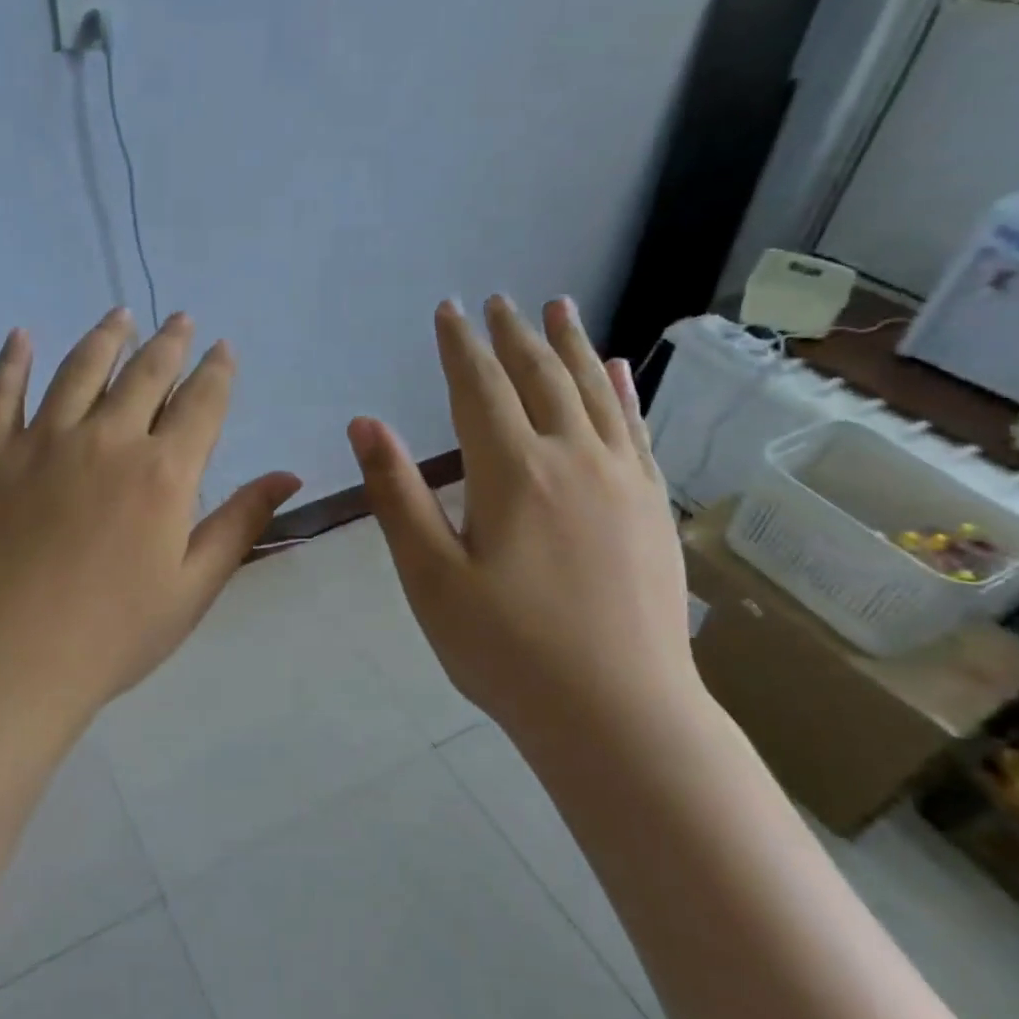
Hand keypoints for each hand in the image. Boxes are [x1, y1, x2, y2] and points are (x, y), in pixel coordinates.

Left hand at [0, 307, 300, 733]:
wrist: (7, 661)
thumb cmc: (113, 634)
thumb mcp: (193, 587)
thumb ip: (240, 522)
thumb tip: (290, 475)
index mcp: (164, 472)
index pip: (201, 403)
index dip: (216, 371)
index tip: (223, 348)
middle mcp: (107, 439)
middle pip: (146, 374)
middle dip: (170, 342)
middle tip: (181, 318)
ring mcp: (42, 441)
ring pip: (80, 369)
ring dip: (105, 337)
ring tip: (121, 314)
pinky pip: (0, 393)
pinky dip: (11, 360)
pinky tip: (21, 335)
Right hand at [348, 296, 695, 740]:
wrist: (620, 717)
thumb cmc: (508, 652)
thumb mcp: (431, 578)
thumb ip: (398, 495)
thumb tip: (365, 423)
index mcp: (513, 472)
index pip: (481, 387)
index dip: (459, 346)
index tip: (449, 310)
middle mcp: (573, 458)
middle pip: (540, 377)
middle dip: (513, 335)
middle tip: (498, 301)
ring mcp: (623, 479)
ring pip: (593, 391)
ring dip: (572, 344)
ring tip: (559, 306)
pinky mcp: (653, 506)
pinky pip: (637, 428)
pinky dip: (623, 391)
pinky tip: (619, 369)